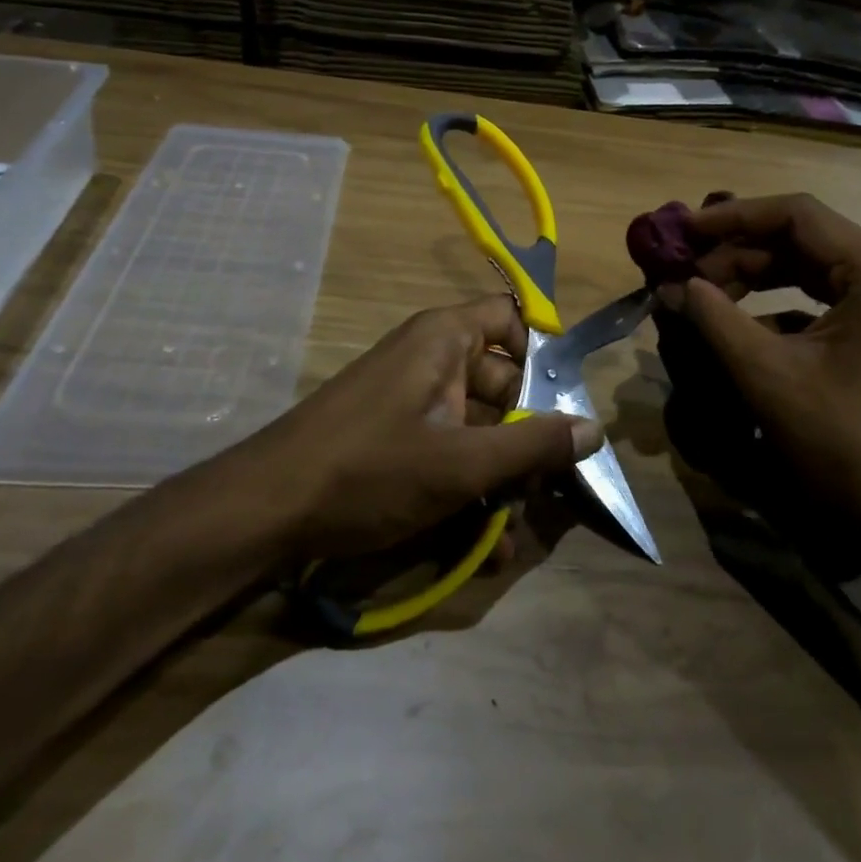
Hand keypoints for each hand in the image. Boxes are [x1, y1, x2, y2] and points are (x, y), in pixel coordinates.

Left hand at [238, 294, 601, 563]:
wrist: (264, 511)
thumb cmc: (370, 469)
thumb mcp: (461, 463)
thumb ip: (533, 446)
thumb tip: (595, 429)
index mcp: (444, 340)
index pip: (510, 318)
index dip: (542, 354)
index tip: (566, 405)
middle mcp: (428, 359)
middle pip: (501, 380)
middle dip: (529, 434)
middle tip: (553, 481)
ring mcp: (409, 401)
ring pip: (477, 425)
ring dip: (501, 473)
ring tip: (520, 524)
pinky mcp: (394, 439)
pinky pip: (447, 449)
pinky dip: (467, 485)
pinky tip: (486, 543)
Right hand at [656, 194, 860, 557]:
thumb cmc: (848, 445)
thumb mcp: (768, 377)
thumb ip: (714, 319)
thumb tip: (670, 286)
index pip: (798, 215)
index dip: (733, 217)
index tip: (684, 231)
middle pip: (805, 240)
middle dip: (739, 254)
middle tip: (686, 274)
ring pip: (814, 269)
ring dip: (757, 278)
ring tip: (705, 296)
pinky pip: (828, 301)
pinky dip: (781, 306)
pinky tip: (741, 329)